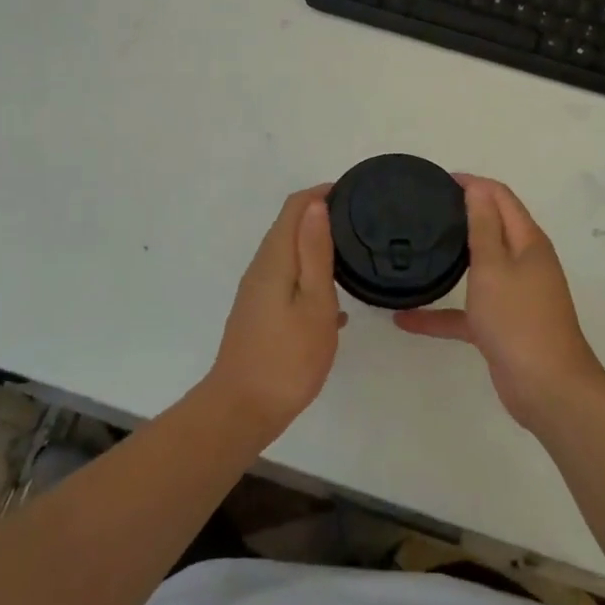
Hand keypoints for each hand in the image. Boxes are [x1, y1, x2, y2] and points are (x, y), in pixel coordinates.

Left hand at [207, 185, 346, 441]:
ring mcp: (258, 292)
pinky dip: (312, 278)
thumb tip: (316, 203)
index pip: (295, 206)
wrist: (243, 410)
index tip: (355, 194)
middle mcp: (261, 268)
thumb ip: (316, 252)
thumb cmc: (287, 357)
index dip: (322, 193)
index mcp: (275, 258)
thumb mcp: (314, 303)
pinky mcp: (260, 313)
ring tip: (355, 257)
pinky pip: (290, 280)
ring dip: (318, 247)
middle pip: (290, 226)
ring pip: (291, 255)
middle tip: (362, 223)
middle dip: (322, 216)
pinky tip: (337, 304)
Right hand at [394, 175, 604, 430]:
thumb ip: (483, 226)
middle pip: (492, 228)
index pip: (501, 197)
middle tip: (423, 210)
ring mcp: (515, 295)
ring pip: (480, 268)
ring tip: (417, 250)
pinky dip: (442, 312)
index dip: (473, 184)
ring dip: (452, 260)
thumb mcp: (494, 267)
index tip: (437, 180)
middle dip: (462, 215)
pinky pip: (468, 311)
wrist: (548, 388)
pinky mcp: (503, 326)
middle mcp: (525, 263)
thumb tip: (478, 187)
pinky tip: (406, 320)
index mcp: (528, 241)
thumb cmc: (518, 320)